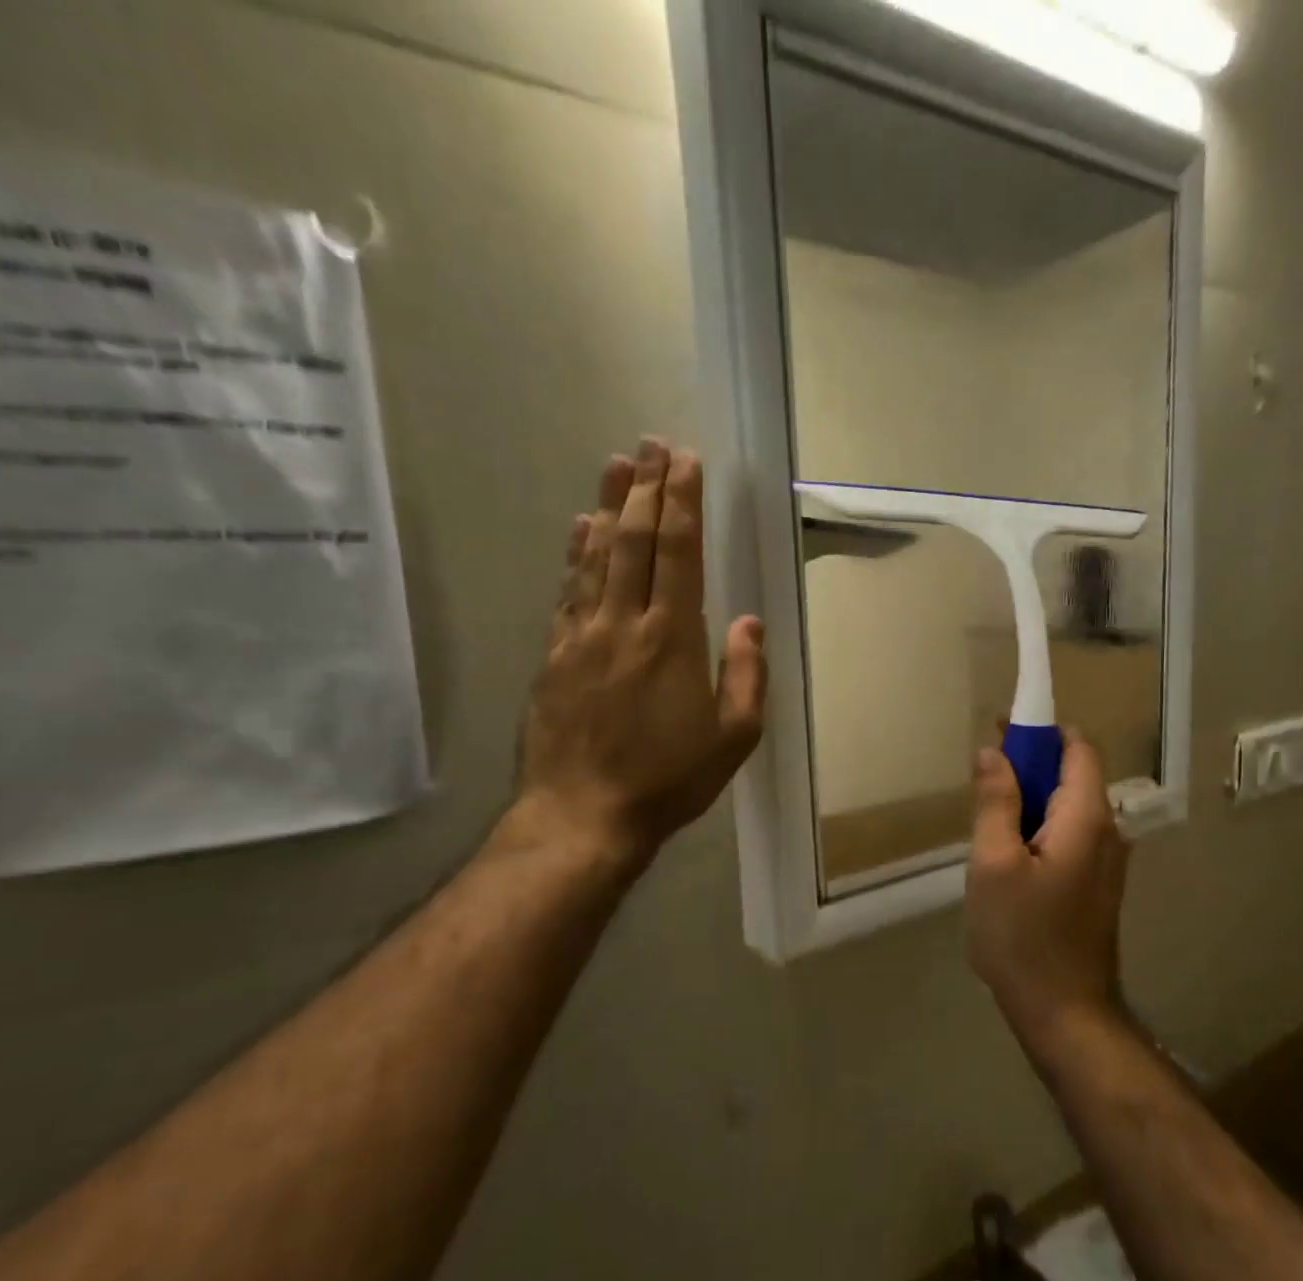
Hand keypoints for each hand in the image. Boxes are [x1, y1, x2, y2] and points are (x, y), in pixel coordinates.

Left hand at [499, 439, 766, 869]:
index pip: (678, 553)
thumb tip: (748, 621)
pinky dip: (576, 553)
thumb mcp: (733, 738)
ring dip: (609, 506)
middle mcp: (623, 623)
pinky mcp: (554, 655)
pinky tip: (580, 528)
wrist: (583, 815)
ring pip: (595, 556)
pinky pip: (567, 590)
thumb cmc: (668, 780)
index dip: (682, 503)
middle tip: (652, 444)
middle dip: (646, 488)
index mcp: (672, 638)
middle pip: (633, 540)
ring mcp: (582, 636)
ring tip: (617, 464)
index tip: (685, 461)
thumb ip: (746, 675)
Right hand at [966, 729, 1130, 1055]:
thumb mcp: (993, 864)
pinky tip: (1007, 858)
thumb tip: (992, 751)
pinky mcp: (1096, 885)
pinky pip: (1068, 836)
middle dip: (1029, 766)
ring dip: (1030, 801)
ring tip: (988, 825)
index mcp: (1087, 818)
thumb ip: (995, 802)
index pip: (1079, 747)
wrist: (1065, 1013)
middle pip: (1073, 775)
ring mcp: (1107, 861)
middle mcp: (1109, 831)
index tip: (1001, 733)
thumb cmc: (1024, 937)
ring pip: (1067, 808)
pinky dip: (1039, 829)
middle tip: (982, 783)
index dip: (1043, 730)